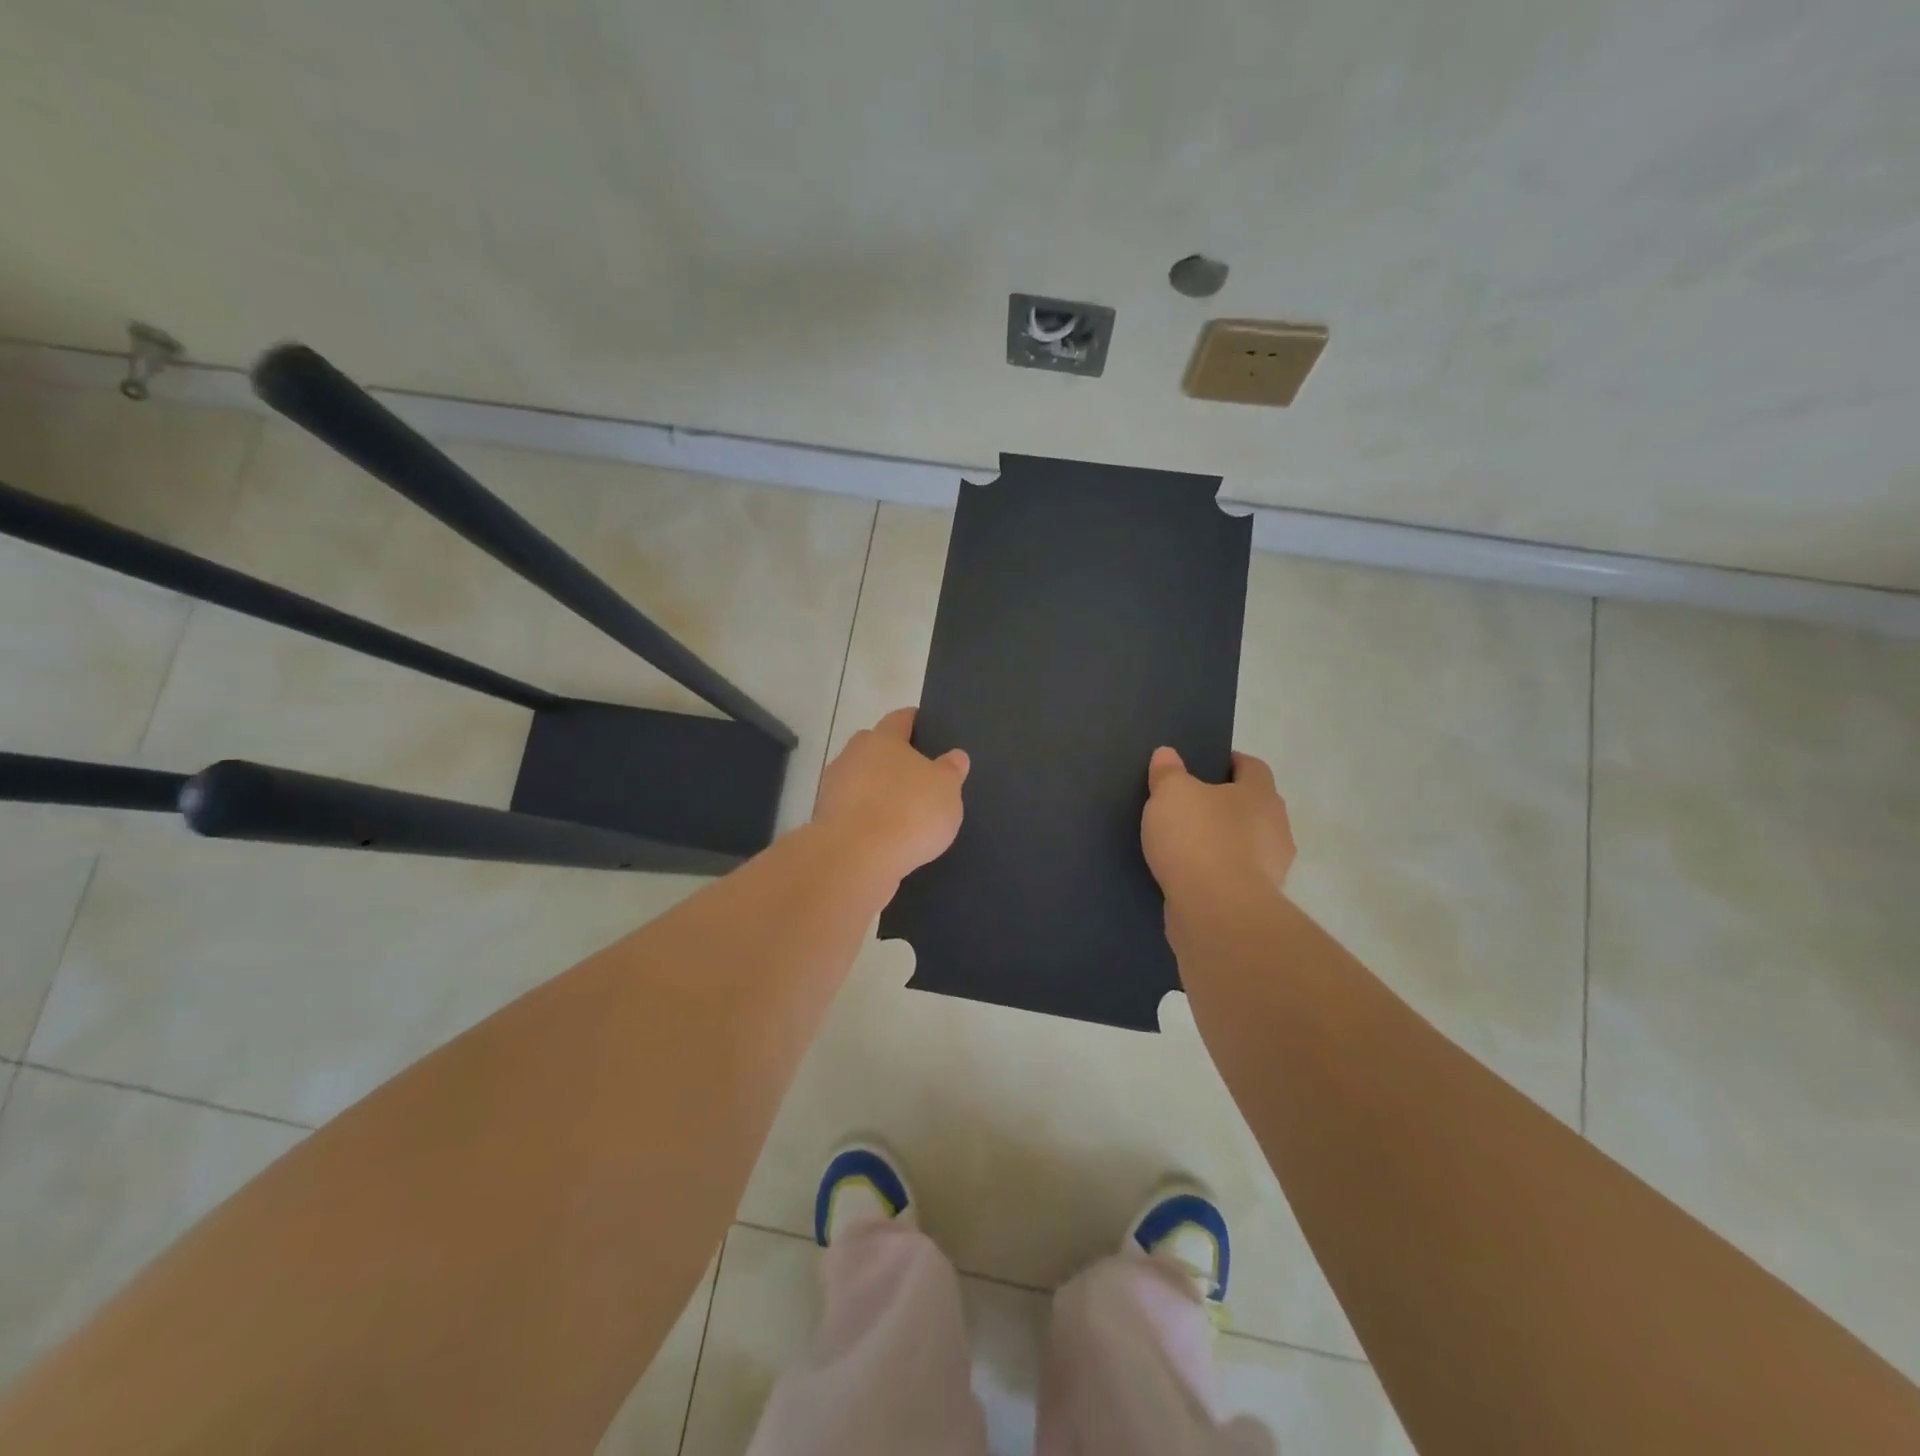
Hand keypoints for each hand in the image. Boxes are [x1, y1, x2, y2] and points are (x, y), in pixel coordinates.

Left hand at [813, 707, 969, 884]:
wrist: (855, 858)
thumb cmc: (909, 812)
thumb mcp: (946, 790)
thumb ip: (951, 770)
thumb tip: (955, 756)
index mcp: (883, 739)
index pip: (900, 718)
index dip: (914, 720)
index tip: (924, 725)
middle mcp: (853, 755)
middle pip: (875, 748)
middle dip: (893, 757)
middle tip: (917, 773)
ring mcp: (834, 788)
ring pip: (860, 780)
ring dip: (876, 789)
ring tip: (900, 809)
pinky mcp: (825, 819)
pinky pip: (852, 810)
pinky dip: (866, 816)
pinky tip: (883, 833)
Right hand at [1141, 746, 1295, 909]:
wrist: (1217, 912)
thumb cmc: (1198, 839)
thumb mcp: (1171, 794)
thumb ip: (1168, 772)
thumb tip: (1167, 754)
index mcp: (1261, 794)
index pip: (1252, 767)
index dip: (1230, 763)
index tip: (1205, 765)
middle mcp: (1276, 827)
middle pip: (1252, 806)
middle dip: (1226, 805)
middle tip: (1189, 805)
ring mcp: (1271, 869)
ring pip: (1246, 844)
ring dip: (1223, 842)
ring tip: (1185, 844)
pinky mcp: (1256, 902)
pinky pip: (1234, 877)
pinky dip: (1216, 873)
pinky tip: (1189, 875)